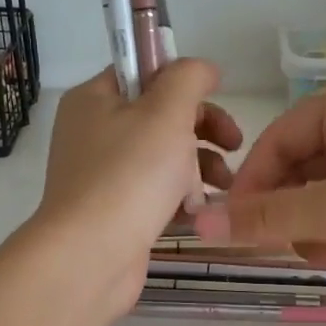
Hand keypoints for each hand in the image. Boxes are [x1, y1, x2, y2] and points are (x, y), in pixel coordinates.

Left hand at [33, 62, 242, 316]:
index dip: (184, 81)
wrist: (91, 256)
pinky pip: (156, 192)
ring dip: (200, 165)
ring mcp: (103, 175)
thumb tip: (203, 68)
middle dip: (203, 128)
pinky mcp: (116, 212)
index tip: (219, 97)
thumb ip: (189, 78)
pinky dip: (182, 196)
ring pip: (163, 157)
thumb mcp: (166, 112)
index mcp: (95, 99)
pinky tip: (203, 211)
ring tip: (224, 185)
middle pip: (159, 116)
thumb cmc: (130, 175)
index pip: (144, 72)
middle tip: (234, 144)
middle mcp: (94, 133)